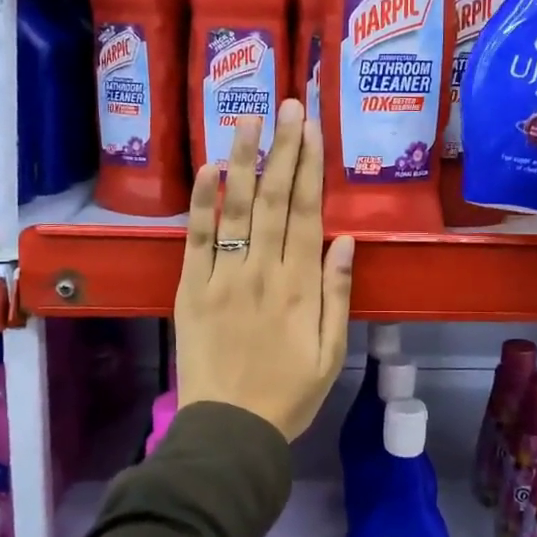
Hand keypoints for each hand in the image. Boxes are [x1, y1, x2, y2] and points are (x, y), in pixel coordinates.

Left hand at [174, 99, 353, 439]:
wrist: (230, 430)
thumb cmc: (289, 394)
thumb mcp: (332, 352)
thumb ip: (339, 294)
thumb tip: (345, 239)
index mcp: (301, 286)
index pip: (307, 213)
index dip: (310, 166)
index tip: (312, 129)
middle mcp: (263, 271)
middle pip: (275, 199)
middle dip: (282, 148)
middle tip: (287, 106)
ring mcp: (223, 278)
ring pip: (236, 208)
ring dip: (242, 160)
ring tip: (248, 118)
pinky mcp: (191, 289)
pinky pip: (197, 239)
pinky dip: (202, 202)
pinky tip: (207, 168)